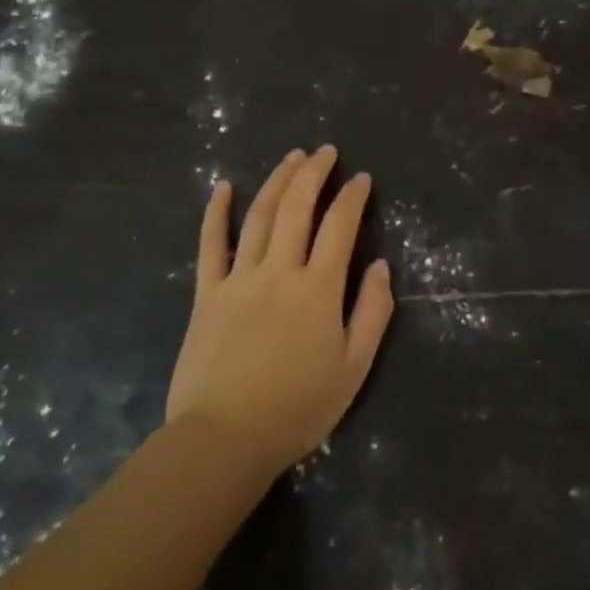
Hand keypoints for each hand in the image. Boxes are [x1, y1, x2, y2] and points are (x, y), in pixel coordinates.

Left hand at [166, 146, 393, 474]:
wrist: (225, 439)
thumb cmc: (298, 408)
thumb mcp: (354, 368)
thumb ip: (373, 313)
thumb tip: (381, 266)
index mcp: (319, 289)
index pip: (340, 227)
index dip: (352, 198)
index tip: (360, 178)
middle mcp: (279, 271)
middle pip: (297, 209)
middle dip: (313, 174)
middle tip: (325, 151)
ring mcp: (239, 279)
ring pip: (259, 217)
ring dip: (277, 181)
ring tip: (292, 157)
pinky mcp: (207, 294)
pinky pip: (210, 245)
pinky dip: (216, 213)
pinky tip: (223, 187)